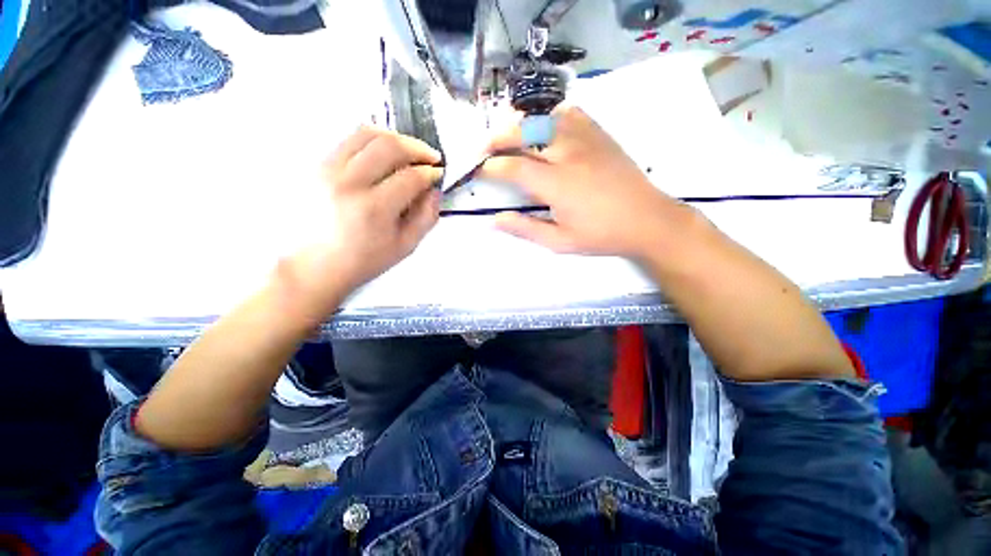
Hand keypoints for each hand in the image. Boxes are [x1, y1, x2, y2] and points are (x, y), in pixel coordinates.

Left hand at [283, 127, 441, 312]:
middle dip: (418, 148)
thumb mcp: (405, 246)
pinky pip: (348, 139)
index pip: (411, 177)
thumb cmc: (363, 261)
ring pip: (366, 134)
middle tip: (430, 157)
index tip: (439, 174)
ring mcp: (327, 169)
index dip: (431, 173)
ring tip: (409, 150)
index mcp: (373, 209)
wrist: (313, 265)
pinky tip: (384, 154)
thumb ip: (426, 217)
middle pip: (389, 146)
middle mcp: (348, 183)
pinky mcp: (315, 165)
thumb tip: (434, 190)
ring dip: (395, 138)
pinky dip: (372, 141)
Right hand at [481, 106, 694, 259]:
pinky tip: (545, 129)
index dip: (490, 168)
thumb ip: (525, 228)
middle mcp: (568, 154)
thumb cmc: (601, 235)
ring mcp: (585, 139)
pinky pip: (569, 112)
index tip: (479, 172)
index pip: (512, 167)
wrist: (647, 219)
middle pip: (523, 131)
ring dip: (520, 124)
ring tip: (509, 137)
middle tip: (483, 149)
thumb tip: (494, 219)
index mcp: (556, 184)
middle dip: (497, 138)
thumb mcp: (560, 242)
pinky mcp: (599, 133)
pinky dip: (549, 116)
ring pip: (544, 116)